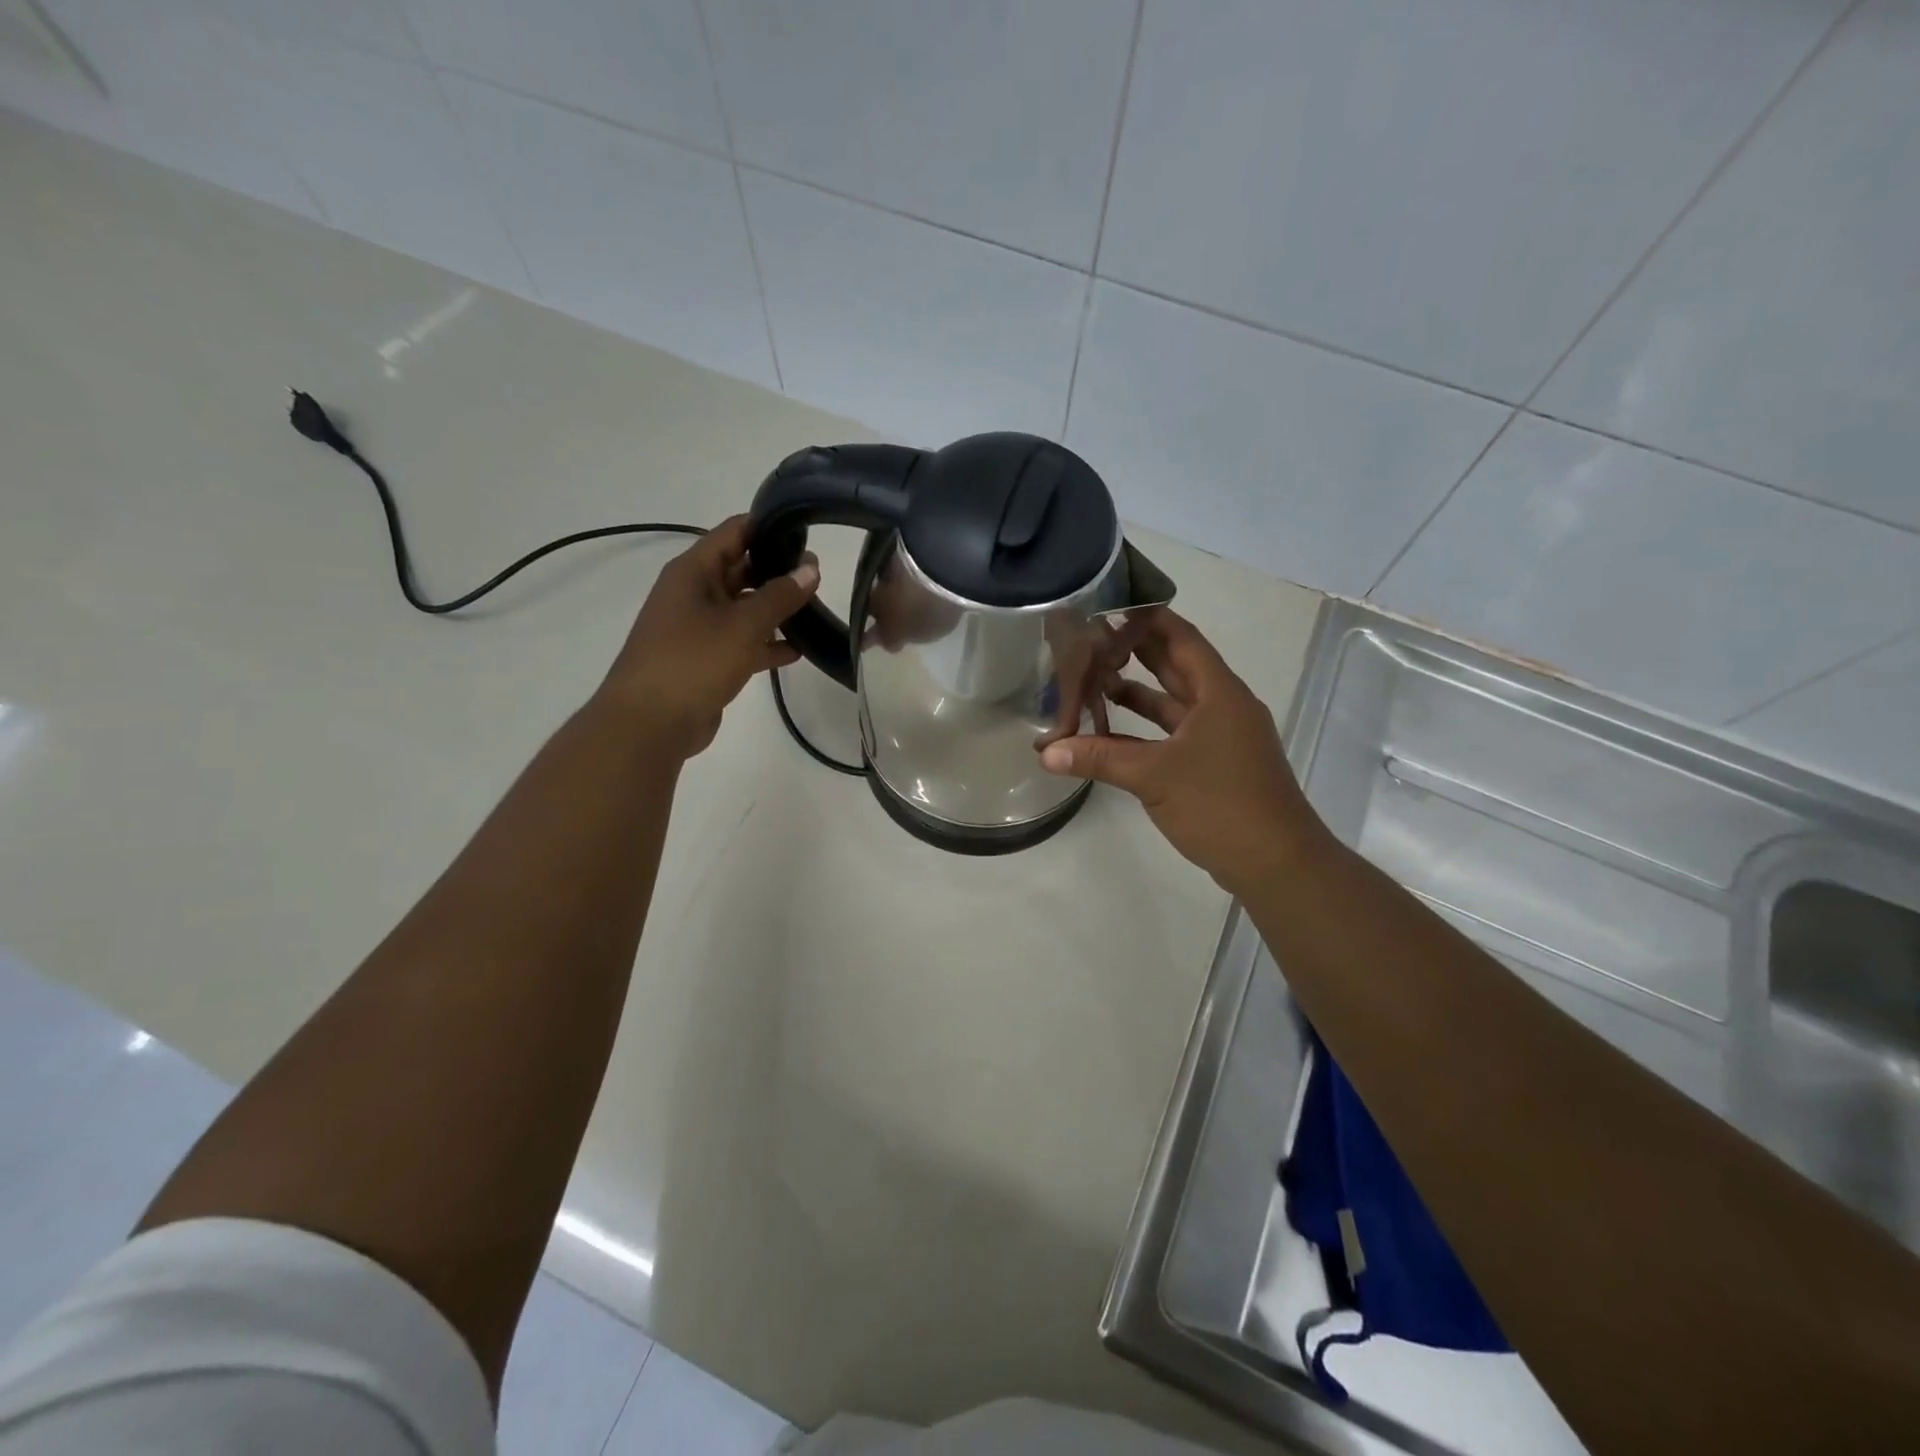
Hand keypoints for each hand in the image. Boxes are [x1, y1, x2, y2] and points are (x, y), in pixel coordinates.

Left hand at [599, 515, 819, 759]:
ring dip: (776, 610)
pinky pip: (743, 642)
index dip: (770, 526)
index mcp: (694, 572)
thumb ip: (780, 595)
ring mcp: (699, 628)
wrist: (650, 723)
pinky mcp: (707, 660)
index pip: (735, 532)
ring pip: (745, 608)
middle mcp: (695, 593)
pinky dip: (767, 644)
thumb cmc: (694, 661)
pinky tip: (798, 651)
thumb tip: (811, 569)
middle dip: (779, 571)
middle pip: (742, 569)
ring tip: (817, 611)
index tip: (808, 530)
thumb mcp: (743, 624)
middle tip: (821, 575)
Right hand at [1038, 608, 1326, 893]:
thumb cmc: (1221, 804)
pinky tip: (1111, 733)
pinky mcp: (1214, 766)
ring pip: (1174, 704)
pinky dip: (1145, 731)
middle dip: (1138, 651)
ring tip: (1095, 679)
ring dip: (1139, 693)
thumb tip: (1046, 752)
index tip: (1111, 606)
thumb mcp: (1154, 776)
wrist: (1276, 863)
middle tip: (1093, 637)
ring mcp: (1220, 738)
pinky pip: (1174, 735)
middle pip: (1177, 667)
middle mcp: (1222, 707)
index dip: (1148, 619)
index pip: (1181, 638)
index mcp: (1219, 693)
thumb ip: (1099, 758)